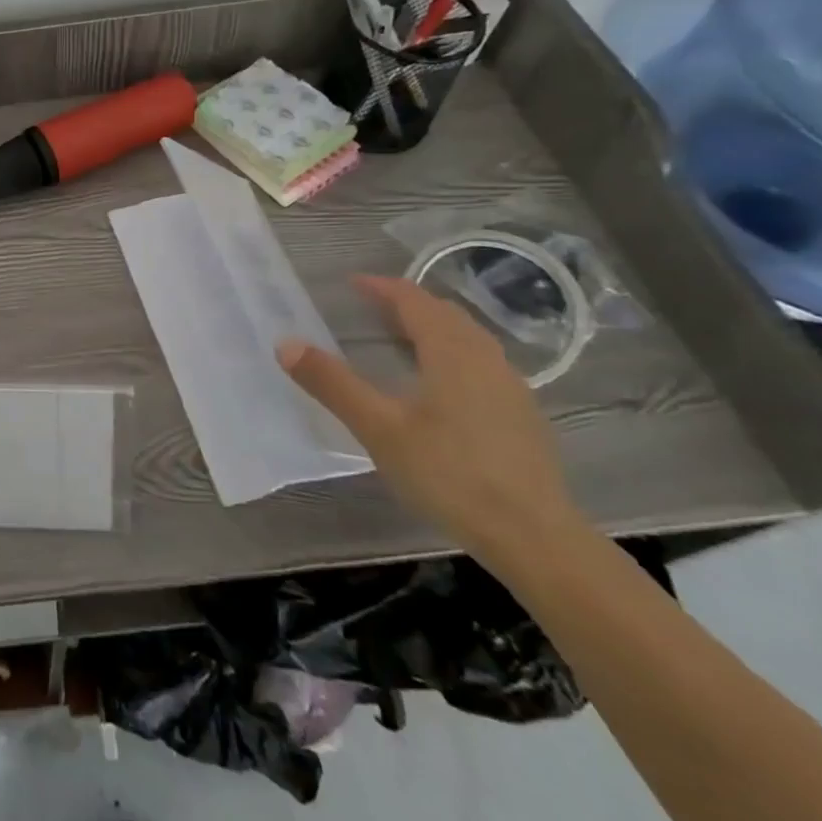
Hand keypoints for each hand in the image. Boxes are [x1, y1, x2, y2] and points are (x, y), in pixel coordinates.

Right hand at [277, 275, 584, 572]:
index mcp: (451, 352)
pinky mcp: (522, 416)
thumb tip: (285, 343)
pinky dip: (452, 353)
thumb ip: (332, 384)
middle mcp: (485, 359)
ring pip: (468, 338)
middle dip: (407, 303)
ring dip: (433, 327)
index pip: (414, 301)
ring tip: (402, 337)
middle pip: (445, 314)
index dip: (382, 287)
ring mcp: (510, 387)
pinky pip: (481, 363)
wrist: (536, 538)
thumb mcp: (379, 429)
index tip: (352, 283)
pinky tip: (440, 383)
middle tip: (372, 306)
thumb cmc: (450, 474)